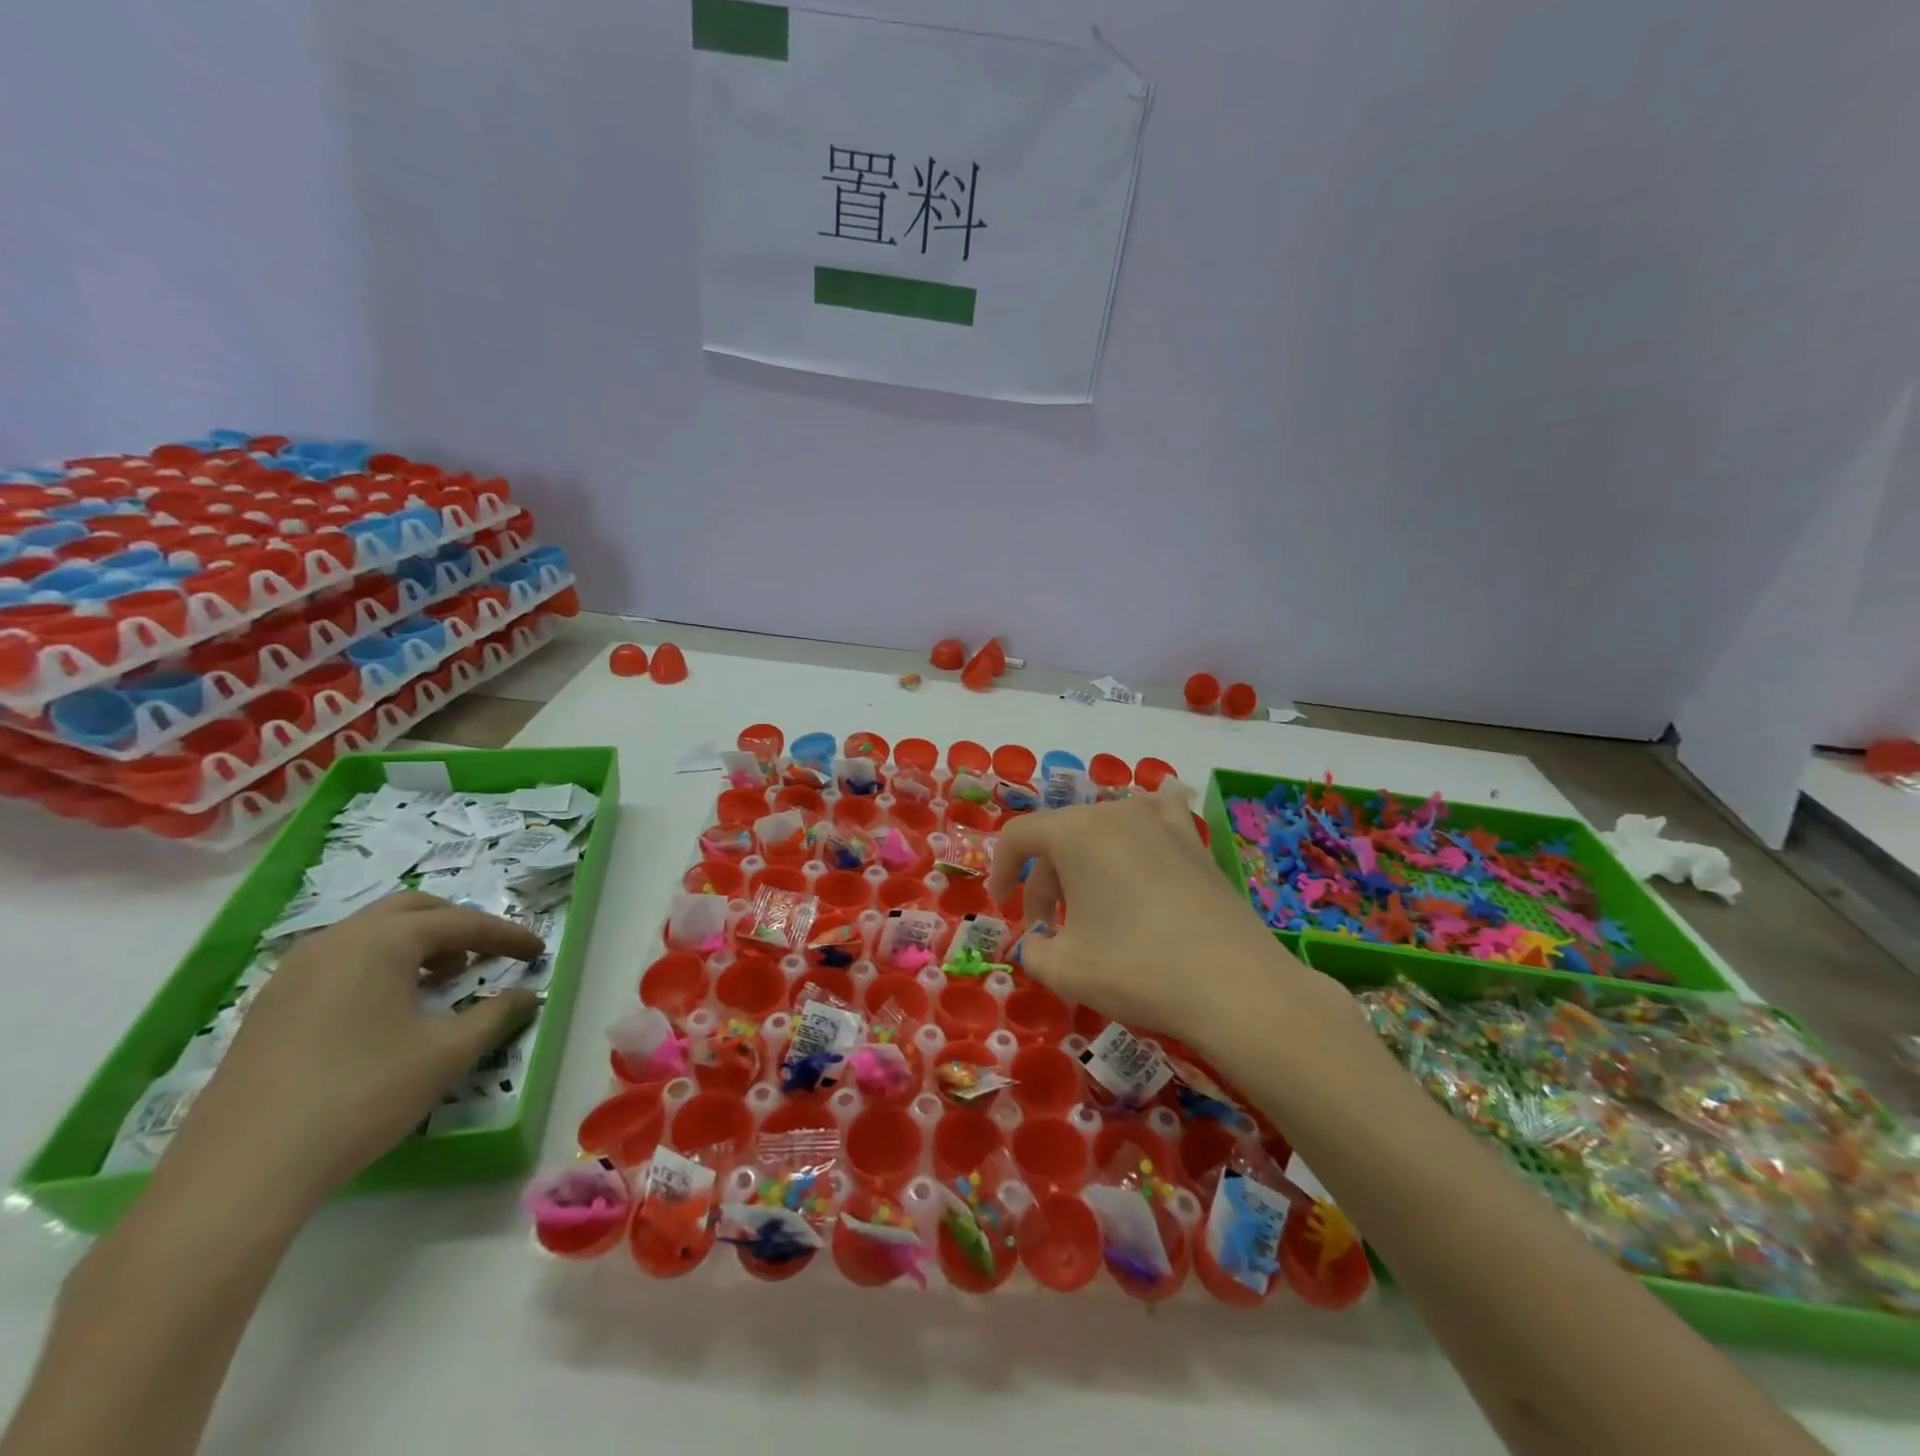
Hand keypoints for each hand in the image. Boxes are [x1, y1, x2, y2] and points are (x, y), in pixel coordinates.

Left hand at [160, 892, 542, 1209]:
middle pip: (410, 911)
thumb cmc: (361, 1095)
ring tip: (444, 979)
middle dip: (458, 926)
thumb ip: (496, 1015)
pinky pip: (340, 962)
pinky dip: (379, 966)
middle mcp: (335, 942)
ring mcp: (294, 973)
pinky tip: (390, 1009)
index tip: (537, 952)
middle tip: (488, 954)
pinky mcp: (270, 1006)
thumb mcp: (446, 1054)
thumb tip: (528, 995)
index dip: (506, 935)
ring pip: (370, 934)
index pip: (461, 922)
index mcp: (381, 942)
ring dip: (416, 945)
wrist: (241, 1171)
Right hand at [987, 789, 1351, 1053]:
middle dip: (1044, 882)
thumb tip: (1037, 943)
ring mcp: (1160, 822)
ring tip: (1091, 901)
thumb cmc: (1137, 969)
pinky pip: (1157, 818)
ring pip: (1102, 830)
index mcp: (1075, 833)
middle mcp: (1115, 813)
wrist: (1234, 986)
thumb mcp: (1064, 969)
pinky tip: (1148, 835)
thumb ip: (1032, 950)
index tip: (1002, 908)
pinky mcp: (1194, 842)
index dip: (1000, 871)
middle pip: (1060, 837)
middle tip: (1048, 931)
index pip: (1019, 836)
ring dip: (1084, 862)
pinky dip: (1141, 827)